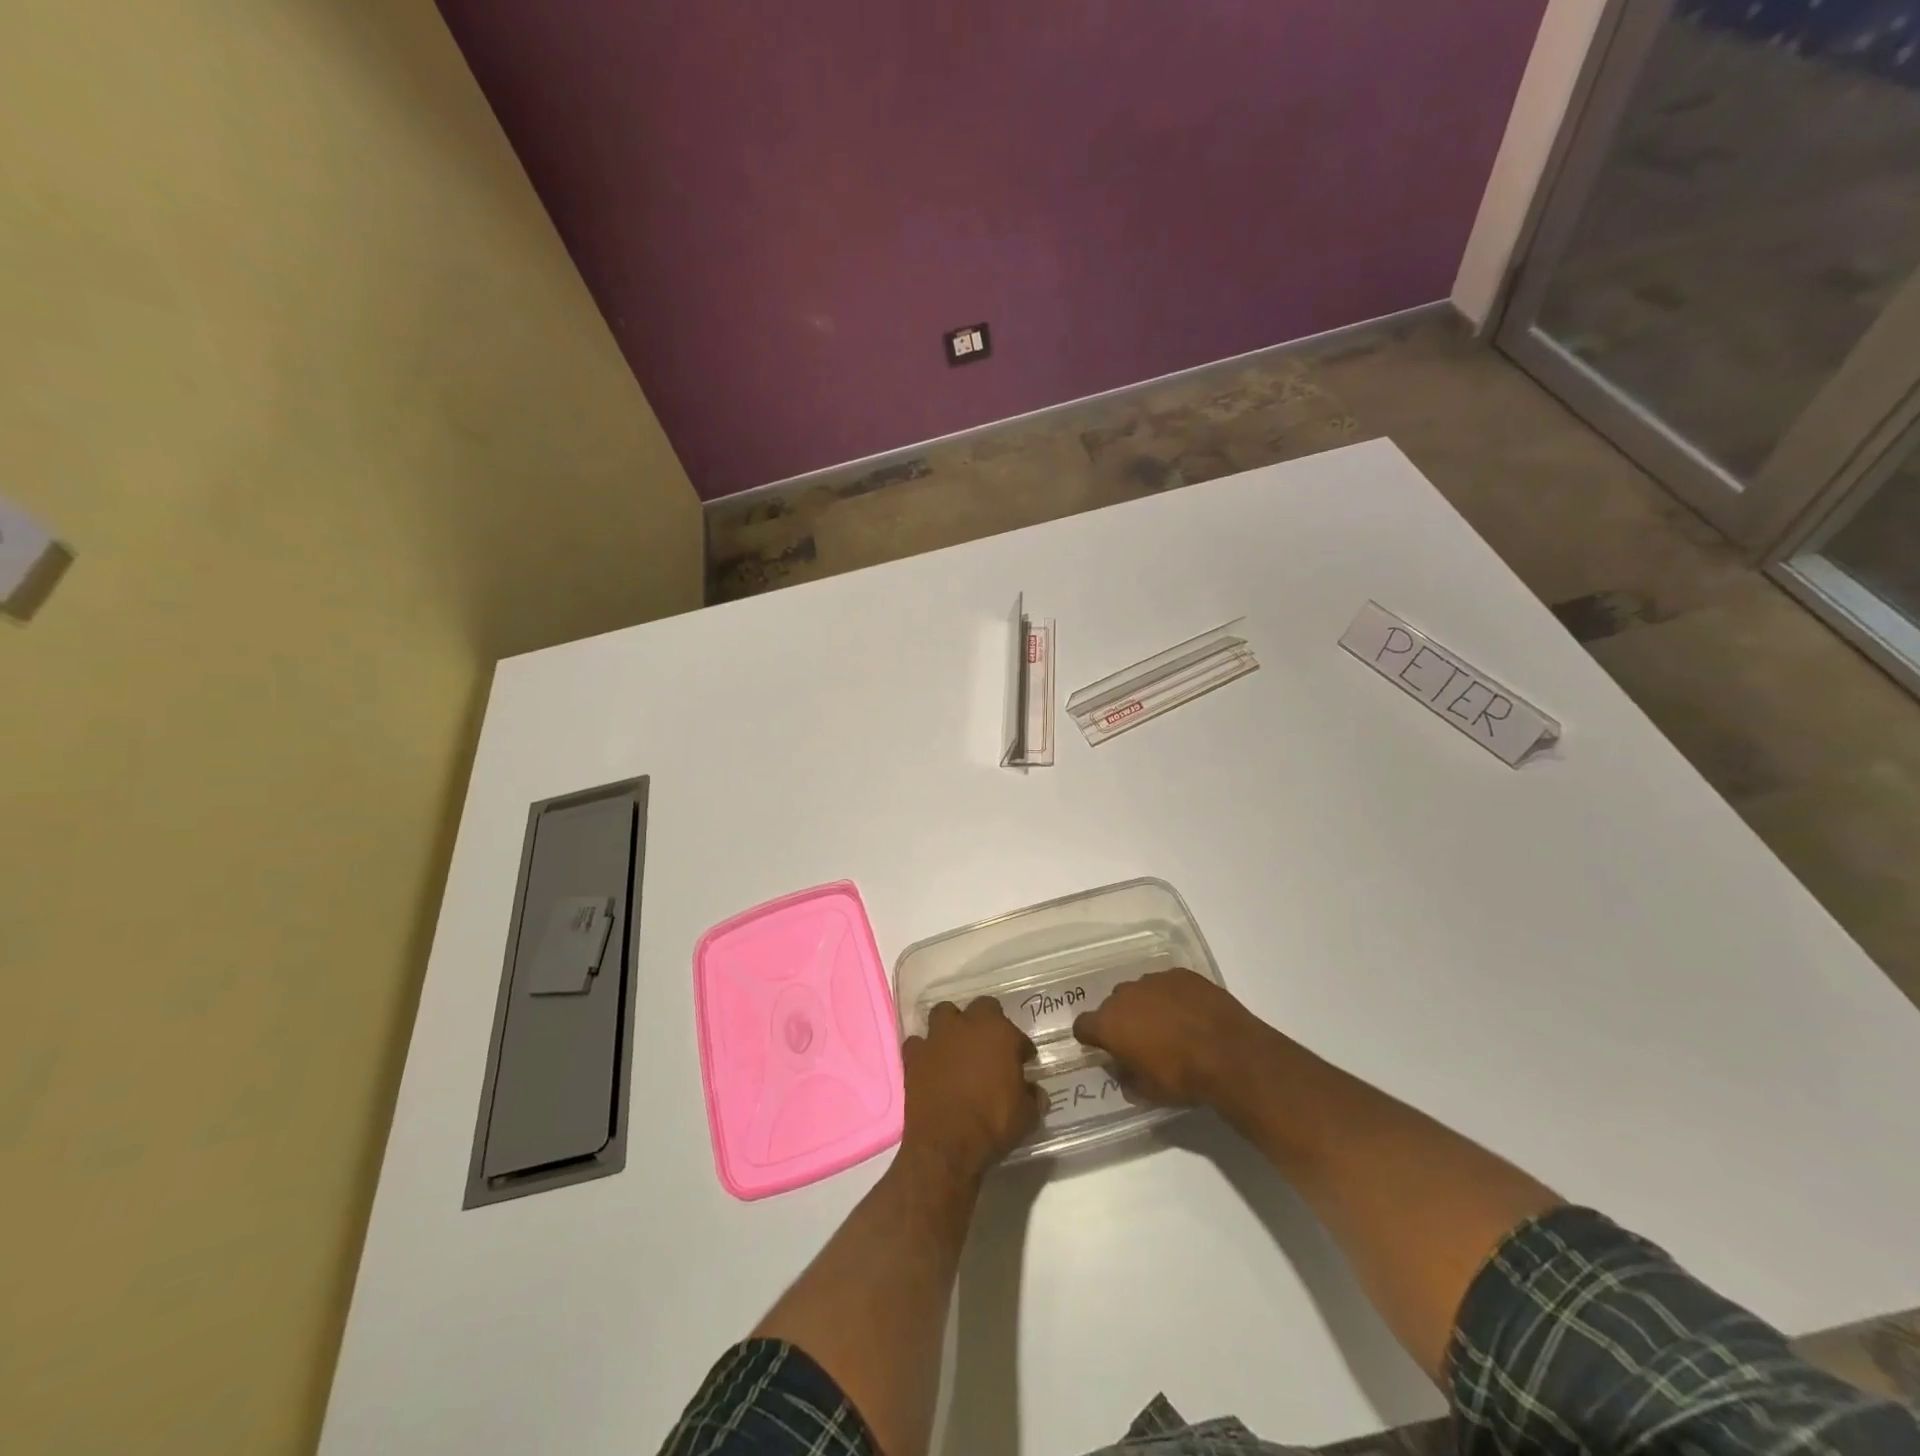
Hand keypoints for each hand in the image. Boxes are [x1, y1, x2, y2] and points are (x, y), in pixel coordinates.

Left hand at [899, 999, 1040, 1185]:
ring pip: (944, 1013)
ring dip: (951, 1026)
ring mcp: (937, 1037)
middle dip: (987, 1022)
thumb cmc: (993, 1124)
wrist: (946, 1144)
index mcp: (1000, 1033)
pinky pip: (918, 1043)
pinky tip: (930, 1064)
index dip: (1020, 1047)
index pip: (1016, 1032)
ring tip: (957, 1046)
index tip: (1023, 1061)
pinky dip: (924, 1050)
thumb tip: (1035, 1093)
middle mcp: (968, 1025)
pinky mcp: (914, 1055)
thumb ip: (1033, 1098)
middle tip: (991, 1047)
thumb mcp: (1027, 1116)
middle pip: (981, 1008)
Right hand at [1073, 968, 1269, 1107]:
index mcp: (1109, 1023)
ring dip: (1147, 1006)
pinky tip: (1190, 1013)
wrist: (1229, 1053)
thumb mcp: (1147, 1092)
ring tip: (1170, 1026)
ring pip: (1140, 992)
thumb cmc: (1181, 1077)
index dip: (1091, 1038)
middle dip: (1122, 1020)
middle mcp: (1125, 995)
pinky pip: (1167, 985)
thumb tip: (1123, 1070)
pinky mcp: (1181, 974)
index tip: (1102, 1048)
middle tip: (1142, 1041)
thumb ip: (1126, 1078)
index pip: (1083, 1026)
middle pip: (1113, 1005)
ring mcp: (1154, 980)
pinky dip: (1172, 997)